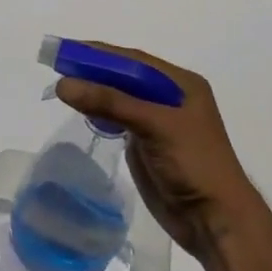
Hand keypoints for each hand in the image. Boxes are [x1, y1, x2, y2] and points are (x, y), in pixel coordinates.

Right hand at [54, 44, 266, 264]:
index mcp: (181, 84)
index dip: (99, 52)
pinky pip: (117, 117)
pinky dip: (98, 111)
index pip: (133, 60)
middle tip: (57, 66)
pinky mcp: (146, 142)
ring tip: (63, 86)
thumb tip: (63, 84)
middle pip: (124, 76)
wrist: (214, 220)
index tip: (65, 49)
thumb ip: (109, 102)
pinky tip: (81, 109)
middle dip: (93, 70)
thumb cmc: (193, 164)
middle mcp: (169, 97)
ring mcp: (157, 120)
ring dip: (93, 90)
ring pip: (119, 96)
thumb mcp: (154, 125)